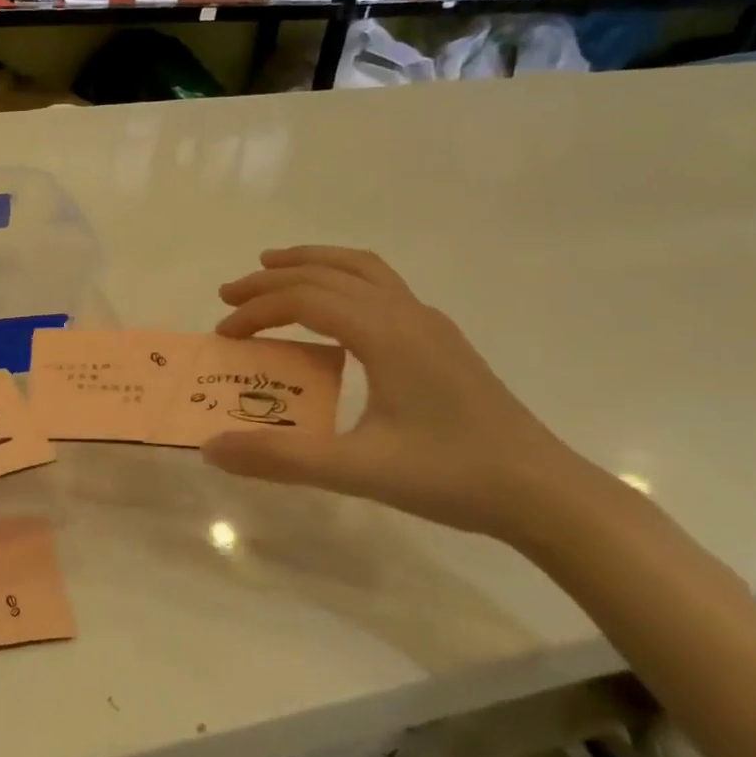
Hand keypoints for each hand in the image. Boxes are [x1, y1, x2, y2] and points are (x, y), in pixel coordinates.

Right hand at [202, 246, 609, 541]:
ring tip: (274, 269)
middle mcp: (407, 315)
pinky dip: (342, 281)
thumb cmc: (452, 476)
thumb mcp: (358, 471)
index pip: (306, 299)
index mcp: (387, 334)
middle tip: (230, 295)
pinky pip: (381, 287)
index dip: (257, 310)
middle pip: (330, 273)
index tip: (223, 335)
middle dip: (274, 278)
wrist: (544, 492)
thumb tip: (211, 448)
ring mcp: (429, 324)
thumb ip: (281, 457)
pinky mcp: (440, 341)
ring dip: (313, 264)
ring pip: (363, 269)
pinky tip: (333, 315)